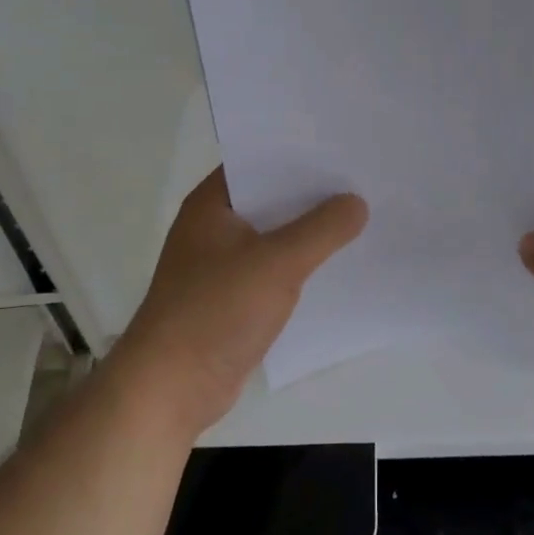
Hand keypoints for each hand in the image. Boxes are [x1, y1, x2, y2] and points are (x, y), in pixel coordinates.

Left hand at [108, 168, 367, 437]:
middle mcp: (214, 226)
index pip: (259, 160)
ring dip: (309, 229)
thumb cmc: (216, 311)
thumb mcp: (277, 263)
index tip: (343, 144)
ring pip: (275, 234)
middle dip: (312, 191)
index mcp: (212, 204)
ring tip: (361, 214)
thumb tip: (357, 202)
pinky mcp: (232, 297)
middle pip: (271, 197)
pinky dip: (301, 262)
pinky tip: (337, 261)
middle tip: (363, 176)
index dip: (299, 151)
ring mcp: (221, 263)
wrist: (171, 389)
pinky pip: (274, 267)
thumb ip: (321, 229)